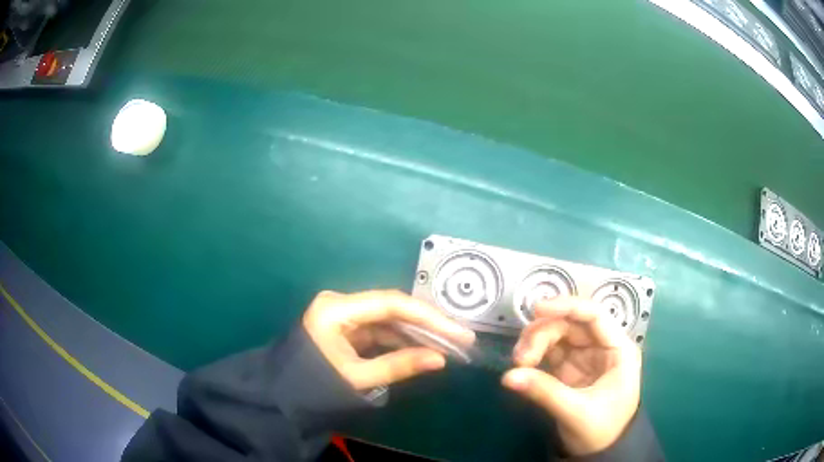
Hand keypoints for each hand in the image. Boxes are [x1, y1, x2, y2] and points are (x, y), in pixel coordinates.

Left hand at [303, 290, 474, 391]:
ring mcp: (342, 314)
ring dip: (416, 332)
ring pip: (387, 319)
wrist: (284, 397)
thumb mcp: (358, 378)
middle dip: (427, 324)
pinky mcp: (346, 326)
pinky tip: (422, 348)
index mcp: (336, 310)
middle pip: (392, 308)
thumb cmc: (316, 387)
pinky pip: (379, 330)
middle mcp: (340, 303)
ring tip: (448, 344)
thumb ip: (399, 365)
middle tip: (460, 338)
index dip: (429, 317)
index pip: (391, 305)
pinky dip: (400, 340)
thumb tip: (441, 359)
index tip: (458, 332)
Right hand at [501, 297, 641, 455]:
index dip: (567, 307)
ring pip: (558, 335)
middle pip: (570, 324)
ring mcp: (585, 356)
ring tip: (519, 363)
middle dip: (543, 334)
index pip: (595, 316)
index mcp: (618, 349)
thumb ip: (544, 392)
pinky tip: (523, 366)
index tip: (536, 310)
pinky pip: (550, 351)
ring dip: (535, 342)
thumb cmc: (602, 429)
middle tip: (520, 358)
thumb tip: (508, 376)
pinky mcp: (570, 368)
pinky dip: (535, 354)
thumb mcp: (576, 412)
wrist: (602, 451)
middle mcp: (602, 346)